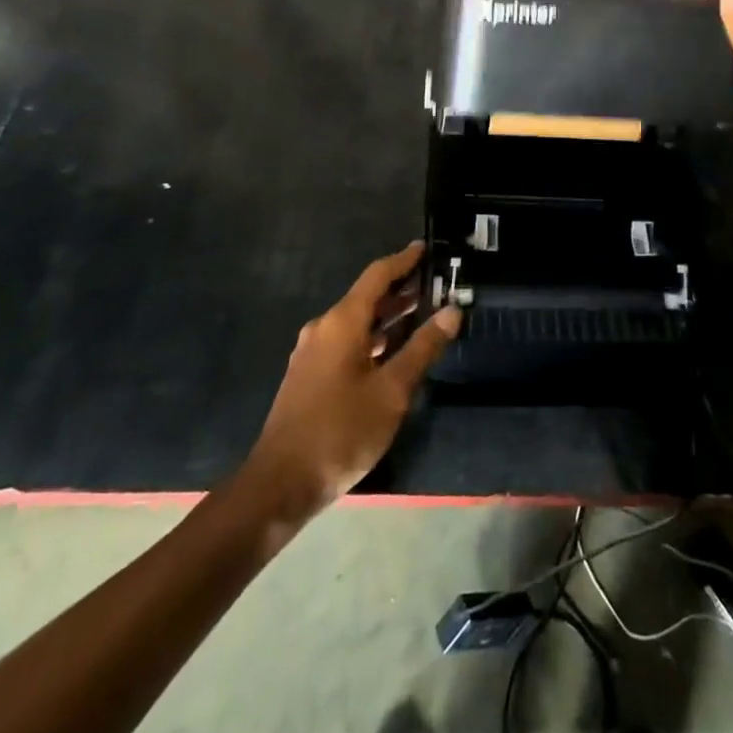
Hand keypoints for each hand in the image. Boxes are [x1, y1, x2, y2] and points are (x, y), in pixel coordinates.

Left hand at [245, 242, 459, 512]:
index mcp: (342, 322)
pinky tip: (393, 351)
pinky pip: (346, 341)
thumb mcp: (392, 391)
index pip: (377, 275)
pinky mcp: (309, 375)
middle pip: (367, 296)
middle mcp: (324, 328)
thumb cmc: (341, 431)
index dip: (404, 260)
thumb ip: (423, 348)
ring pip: (357, 321)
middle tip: (436, 285)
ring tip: (423, 313)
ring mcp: (313, 352)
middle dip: (401, 289)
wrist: (280, 484)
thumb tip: (452, 311)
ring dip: (389, 316)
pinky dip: (373, 337)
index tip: (426, 248)